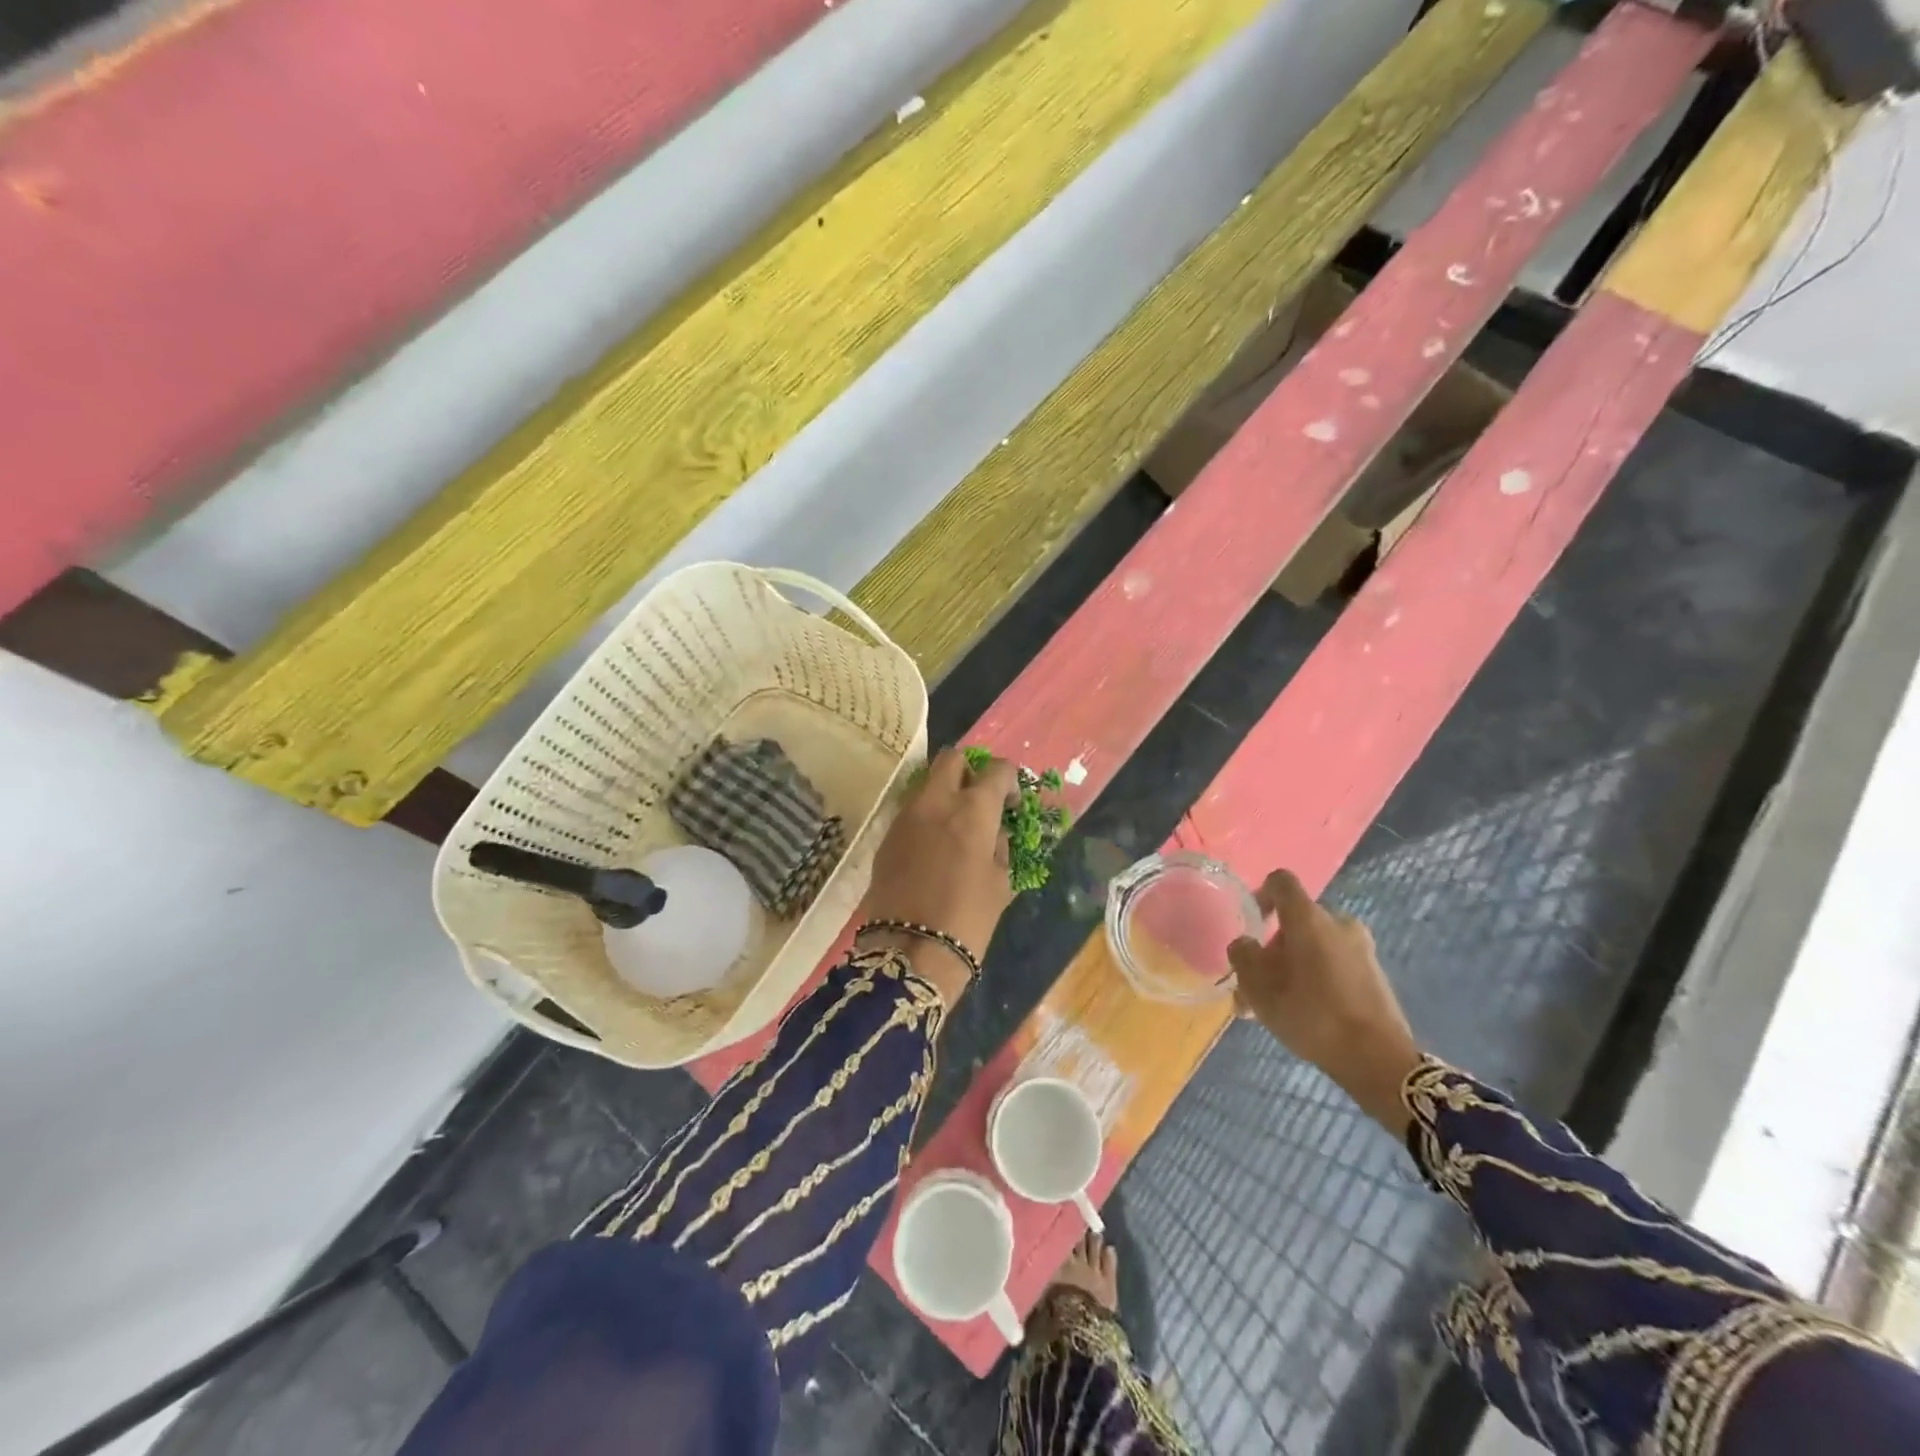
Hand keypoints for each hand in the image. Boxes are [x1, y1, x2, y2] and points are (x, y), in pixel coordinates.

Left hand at [857, 747, 1018, 1000]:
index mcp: (972, 810)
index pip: (995, 771)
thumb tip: (996, 831)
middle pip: (952, 759)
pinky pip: (912, 811)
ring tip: (958, 824)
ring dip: (946, 792)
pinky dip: (927, 815)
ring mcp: (906, 816)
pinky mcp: (887, 836)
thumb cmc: (968, 919)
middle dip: (970, 770)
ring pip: (928, 783)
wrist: (909, 951)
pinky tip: (935, 846)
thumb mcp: (1000, 883)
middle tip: (981, 798)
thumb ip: (1000, 846)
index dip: (1009, 780)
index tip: (1011, 802)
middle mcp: (936, 802)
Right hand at [1227, 870, 1421, 1135]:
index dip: (1261, 894)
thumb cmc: (1311, 1014)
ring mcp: (1362, 949)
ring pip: (1314, 947)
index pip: (1281, 882)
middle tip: (1256, 983)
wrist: (1378, 1060)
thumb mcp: (1259, 988)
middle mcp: (1338, 923)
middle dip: (1273, 948)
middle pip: (1296, 922)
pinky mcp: (1375, 975)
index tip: (1252, 923)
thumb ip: (1243, 956)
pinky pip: (1335, 965)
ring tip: (1274, 1006)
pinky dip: (1316, 980)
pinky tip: (1304, 1014)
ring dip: (1292, 968)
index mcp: (1309, 918)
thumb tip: (1245, 943)